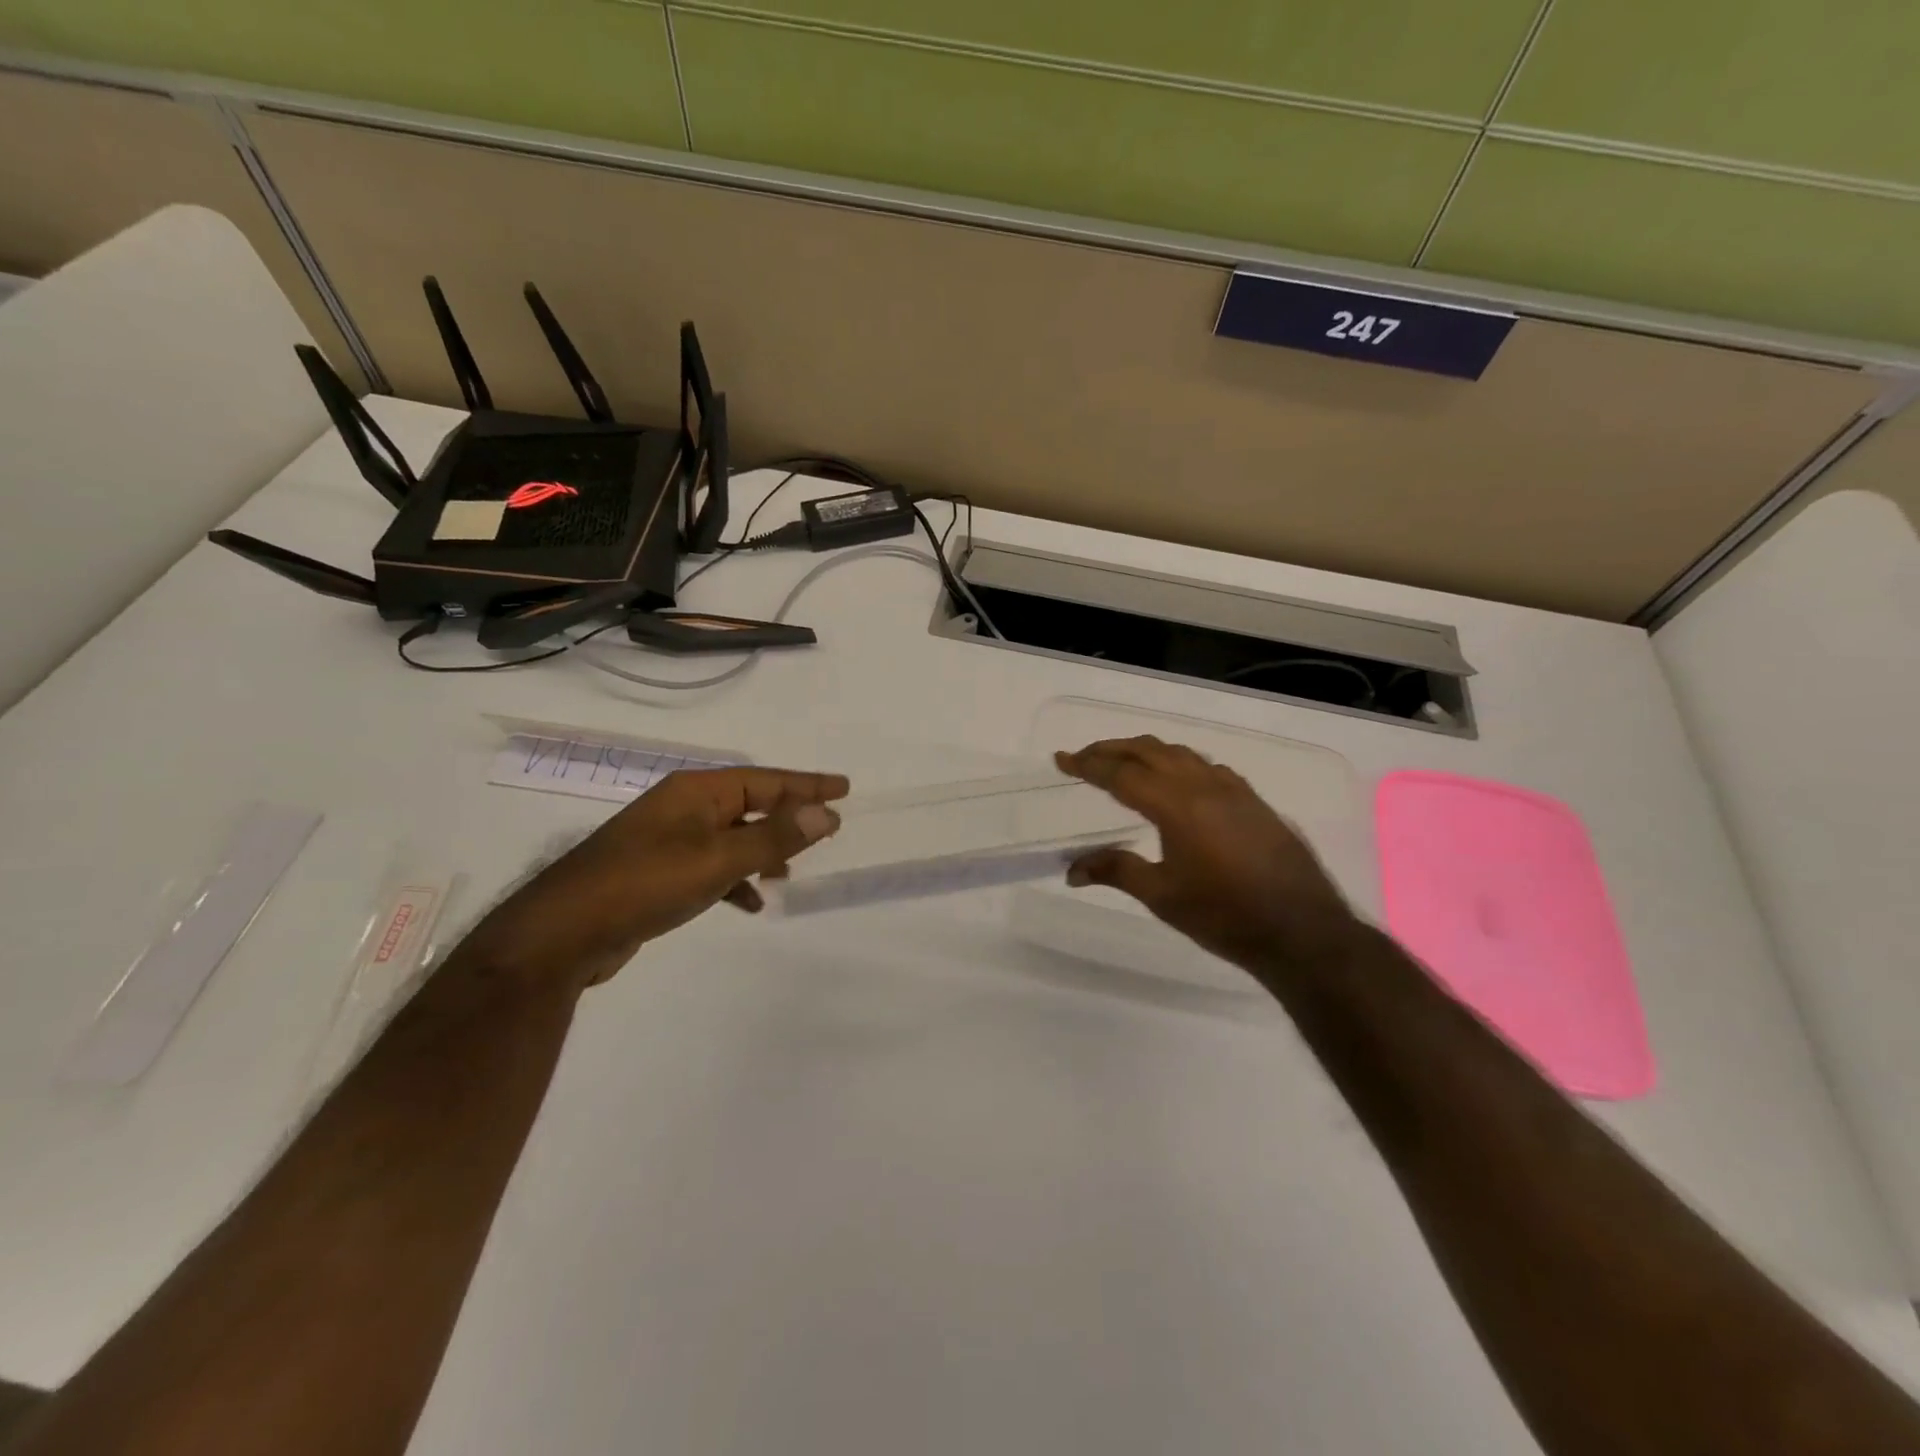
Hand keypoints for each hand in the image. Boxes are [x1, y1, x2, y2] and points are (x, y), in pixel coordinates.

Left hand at [460, 767, 847, 993]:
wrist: (564, 934)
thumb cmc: (645, 884)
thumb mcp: (717, 859)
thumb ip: (774, 837)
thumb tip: (827, 813)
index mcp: (696, 792)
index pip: (765, 780)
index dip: (806, 784)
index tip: (844, 788)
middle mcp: (682, 808)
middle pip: (749, 804)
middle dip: (787, 817)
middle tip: (826, 828)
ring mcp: (667, 840)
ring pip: (731, 837)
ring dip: (762, 852)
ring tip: (790, 873)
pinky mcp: (657, 873)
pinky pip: (711, 866)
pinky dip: (734, 880)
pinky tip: (749, 904)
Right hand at [1056, 737, 1358, 974]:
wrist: (1302, 931)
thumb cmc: (1225, 915)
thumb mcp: (1163, 896)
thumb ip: (1116, 872)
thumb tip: (1071, 870)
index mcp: (1176, 804)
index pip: (1121, 773)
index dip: (1087, 764)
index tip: (1061, 759)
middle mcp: (1203, 785)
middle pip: (1149, 750)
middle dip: (1112, 748)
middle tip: (1084, 756)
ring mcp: (1234, 789)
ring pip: (1181, 753)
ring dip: (1146, 751)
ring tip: (1123, 762)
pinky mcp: (1254, 800)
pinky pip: (1207, 766)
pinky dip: (1179, 763)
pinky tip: (1178, 781)